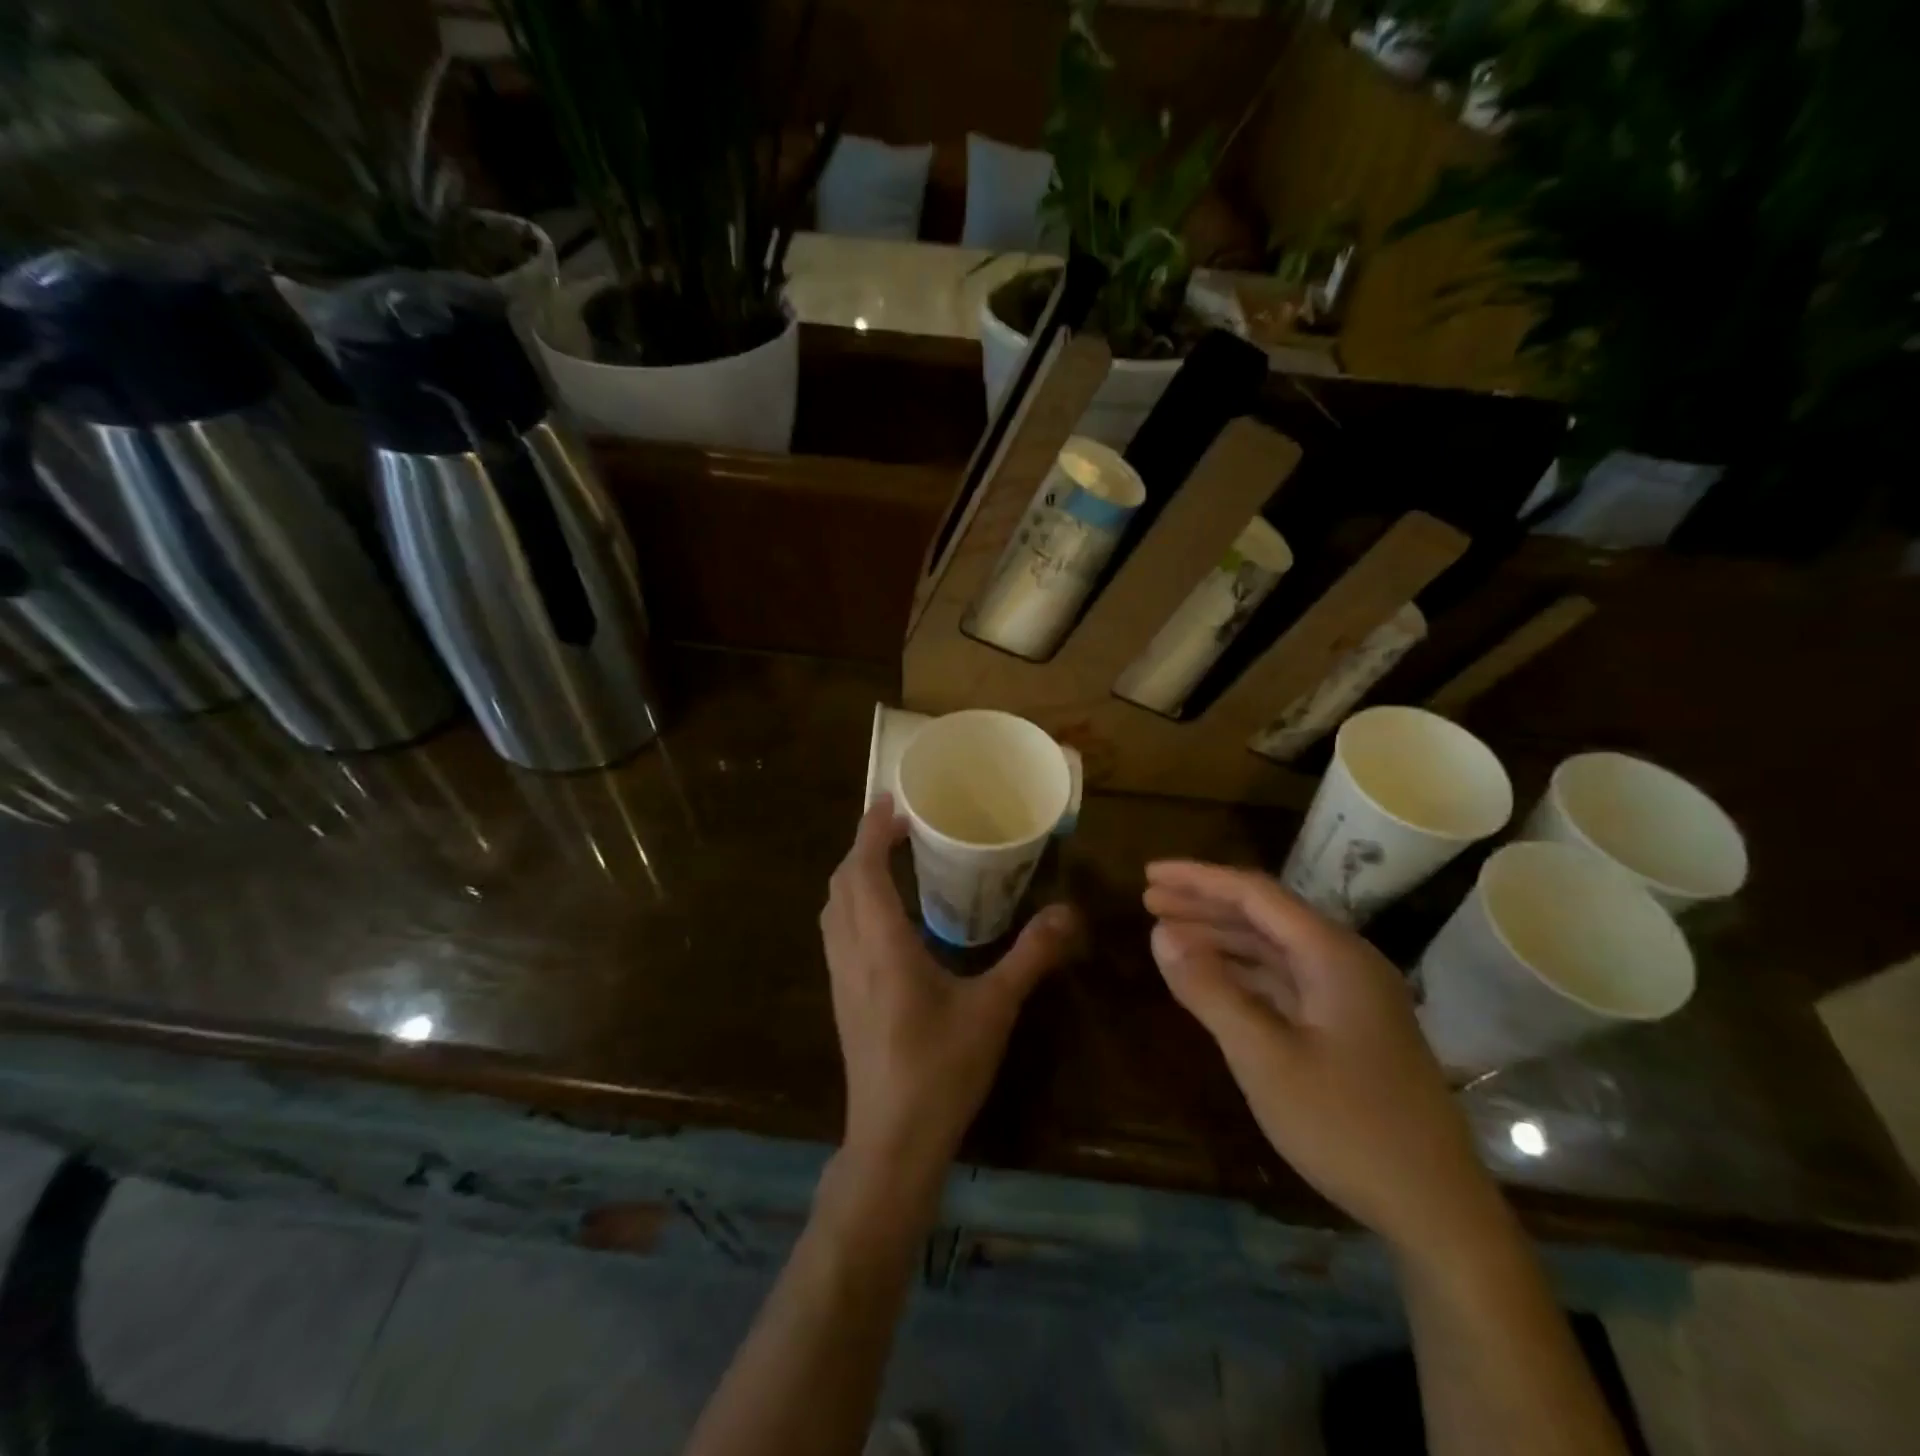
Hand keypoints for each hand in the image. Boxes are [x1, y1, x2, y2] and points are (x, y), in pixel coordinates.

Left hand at [821, 797, 1078, 1201]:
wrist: (892, 1140)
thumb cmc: (942, 1070)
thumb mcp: (995, 1009)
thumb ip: (1031, 956)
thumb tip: (1069, 912)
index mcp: (883, 945)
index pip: (864, 870)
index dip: (872, 831)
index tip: (891, 801)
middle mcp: (852, 952)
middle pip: (842, 882)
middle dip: (864, 845)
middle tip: (900, 825)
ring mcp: (841, 978)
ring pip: (834, 908)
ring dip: (855, 874)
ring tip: (890, 859)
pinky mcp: (843, 998)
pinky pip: (837, 931)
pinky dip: (853, 903)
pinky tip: (884, 916)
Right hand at [1144, 860, 1502, 1264]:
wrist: (1437, 1211)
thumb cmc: (1346, 1127)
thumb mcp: (1264, 1058)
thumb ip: (1210, 990)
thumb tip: (1160, 934)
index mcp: (1332, 955)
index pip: (1254, 894)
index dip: (1198, 879)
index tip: (1149, 873)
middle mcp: (1344, 961)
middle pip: (1264, 915)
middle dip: (1204, 905)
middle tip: (1148, 901)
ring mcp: (1349, 995)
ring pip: (1273, 949)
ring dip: (1220, 939)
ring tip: (1167, 935)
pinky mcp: (1347, 1025)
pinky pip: (1284, 981)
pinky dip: (1243, 974)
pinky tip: (1211, 978)